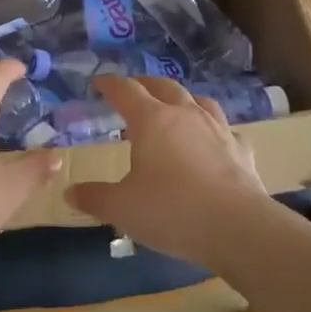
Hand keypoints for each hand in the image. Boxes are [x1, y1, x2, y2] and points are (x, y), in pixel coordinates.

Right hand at [64, 77, 272, 269]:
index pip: (125, 90)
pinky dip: (213, 131)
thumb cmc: (171, 211)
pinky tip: (212, 142)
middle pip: (163, 86)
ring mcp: (217, 129)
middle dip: (144, 85)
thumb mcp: (122, 208)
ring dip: (181, 100)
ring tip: (174, 108)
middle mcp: (185, 114)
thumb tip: (70, 193)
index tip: (98, 83)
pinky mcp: (241, 149)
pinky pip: (225, 130)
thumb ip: (94, 197)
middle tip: (133, 90)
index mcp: (151, 120)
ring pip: (198, 101)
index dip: (110, 84)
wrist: (237, 227)